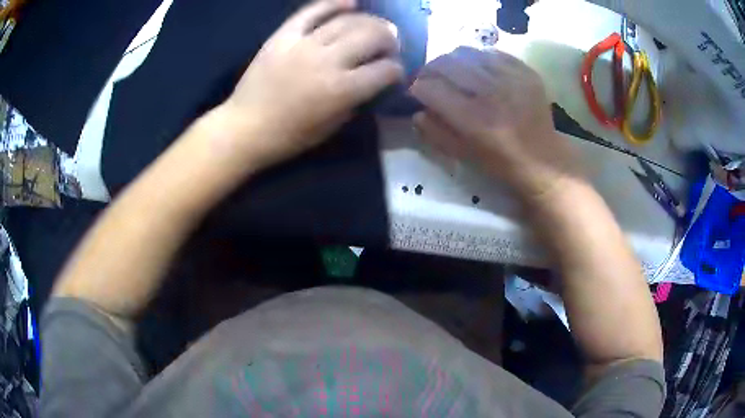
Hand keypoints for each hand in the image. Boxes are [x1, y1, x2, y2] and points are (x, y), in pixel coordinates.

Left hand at [220, 0, 403, 169]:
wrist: (244, 128)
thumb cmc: (289, 136)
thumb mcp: (331, 127)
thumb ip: (356, 101)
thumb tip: (372, 82)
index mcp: (341, 90)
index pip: (385, 70)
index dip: (396, 70)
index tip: (395, 72)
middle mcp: (327, 61)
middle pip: (372, 36)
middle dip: (389, 39)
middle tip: (390, 44)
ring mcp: (304, 44)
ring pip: (348, 21)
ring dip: (369, 22)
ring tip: (374, 26)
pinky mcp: (284, 36)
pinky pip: (312, 12)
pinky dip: (333, 4)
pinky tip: (350, 3)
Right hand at [410, 47, 583, 203]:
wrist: (543, 159)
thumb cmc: (501, 162)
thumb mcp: (462, 155)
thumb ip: (434, 132)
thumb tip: (417, 111)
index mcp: (473, 119)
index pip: (430, 88)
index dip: (418, 88)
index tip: (418, 93)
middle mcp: (491, 93)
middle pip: (446, 64)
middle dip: (430, 69)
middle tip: (430, 78)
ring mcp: (511, 78)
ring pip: (467, 53)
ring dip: (452, 61)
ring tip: (453, 72)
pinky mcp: (526, 71)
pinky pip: (492, 53)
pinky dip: (478, 58)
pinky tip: (479, 70)